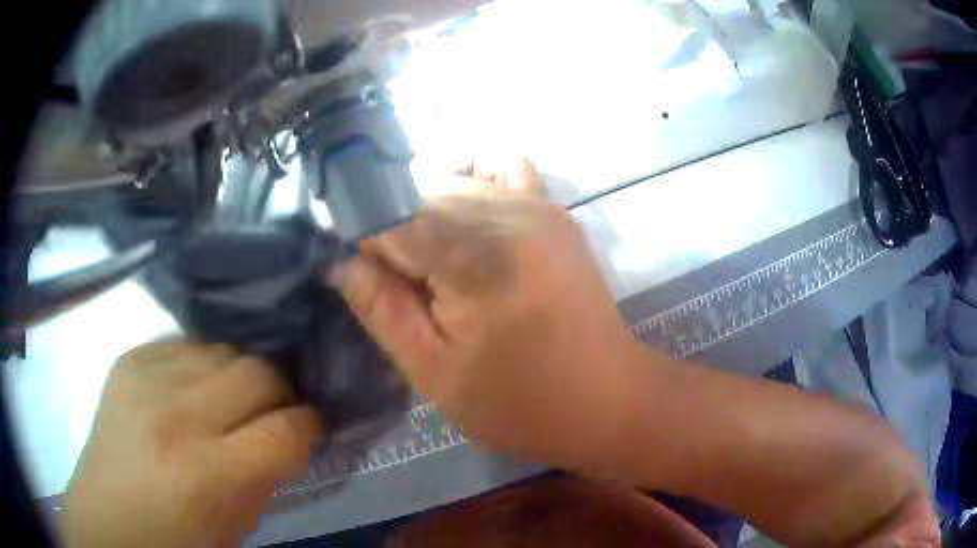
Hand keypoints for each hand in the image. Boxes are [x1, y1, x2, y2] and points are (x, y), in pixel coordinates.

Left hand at [61, 340, 322, 547]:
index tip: (310, 427)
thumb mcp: (237, 528)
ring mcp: (146, 377)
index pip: (286, 428)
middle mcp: (176, 415)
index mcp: (208, 475)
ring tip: (230, 399)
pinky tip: (194, 387)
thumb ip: (267, 477)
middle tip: (273, 410)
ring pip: (223, 348)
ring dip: (238, 374)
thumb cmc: (176, 540)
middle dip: (279, 391)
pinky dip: (202, 363)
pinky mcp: (129, 358)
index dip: (309, 424)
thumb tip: (291, 432)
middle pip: (257, 371)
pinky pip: (186, 342)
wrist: (107, 518)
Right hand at [332, 158, 643, 471]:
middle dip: (395, 235)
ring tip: (439, 267)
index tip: (363, 279)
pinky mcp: (554, 210)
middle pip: (417, 195)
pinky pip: (503, 170)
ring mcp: (537, 203)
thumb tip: (339, 261)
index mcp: (472, 256)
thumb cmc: (521, 402)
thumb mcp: (434, 371)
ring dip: (428, 217)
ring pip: (451, 182)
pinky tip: (472, 228)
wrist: (607, 398)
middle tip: (405, 288)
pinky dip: (474, 186)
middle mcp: (504, 211)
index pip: (386, 217)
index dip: (362, 245)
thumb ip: (380, 308)